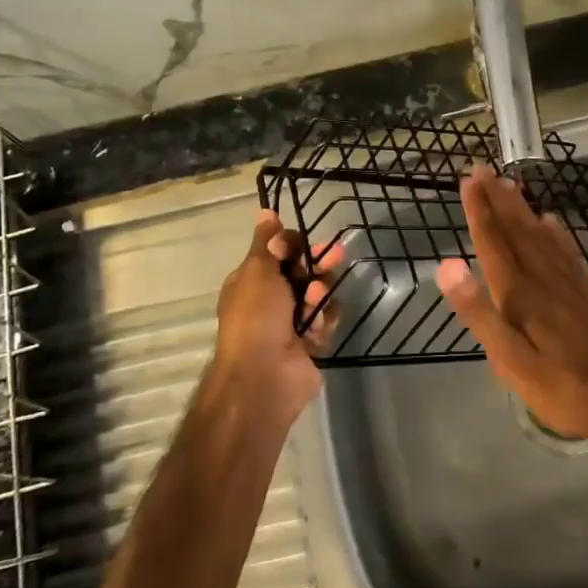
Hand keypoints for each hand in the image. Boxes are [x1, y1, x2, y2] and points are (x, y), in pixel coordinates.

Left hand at [208, 210, 340, 427]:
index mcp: (252, 281)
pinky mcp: (312, 341)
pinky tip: (317, 326)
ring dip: (320, 293)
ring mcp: (292, 322)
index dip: (294, 245)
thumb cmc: (256, 317)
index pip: (280, 252)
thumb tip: (264, 212)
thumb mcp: (257, 270)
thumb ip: (266, 241)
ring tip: (315, 301)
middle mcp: (271, 300)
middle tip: (334, 255)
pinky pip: (327, 319)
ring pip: (320, 293)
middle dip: (318, 262)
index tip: (301, 244)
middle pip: (304, 270)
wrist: (264, 375)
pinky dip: (324, 319)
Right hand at [435, 164, 587, 444]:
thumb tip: (446, 265)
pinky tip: (551, 221)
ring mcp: (569, 283)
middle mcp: (543, 278)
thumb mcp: (510, 360)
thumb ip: (479, 312)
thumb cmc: (561, 386)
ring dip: (522, 208)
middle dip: (498, 199)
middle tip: (483, 169)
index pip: (494, 242)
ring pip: (540, 235)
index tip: (468, 180)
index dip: (479, 211)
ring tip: (510, 184)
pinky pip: (567, 251)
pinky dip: (555, 232)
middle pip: (517, 230)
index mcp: (520, 293)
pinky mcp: (587, 293)